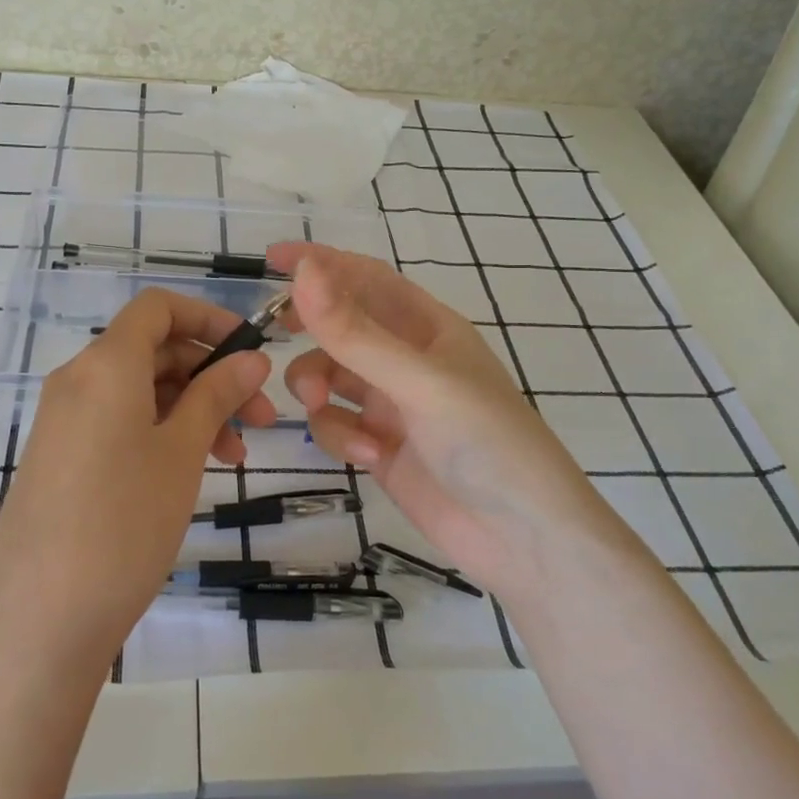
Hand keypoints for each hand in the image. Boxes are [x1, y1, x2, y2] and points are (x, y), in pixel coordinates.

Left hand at [0, 288, 275, 671]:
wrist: (37, 621)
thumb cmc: (123, 522)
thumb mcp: (181, 453)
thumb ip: (216, 395)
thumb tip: (251, 358)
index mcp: (105, 363)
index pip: (158, 308)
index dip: (208, 318)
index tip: (251, 351)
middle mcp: (77, 379)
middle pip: (152, 350)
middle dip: (211, 373)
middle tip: (260, 417)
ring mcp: (64, 421)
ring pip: (139, 391)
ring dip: (191, 408)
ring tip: (235, 455)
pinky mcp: (60, 458)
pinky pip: (117, 422)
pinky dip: (160, 432)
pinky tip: (191, 470)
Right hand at [269, 242, 613, 600]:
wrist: (525, 540)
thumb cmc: (486, 442)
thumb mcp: (418, 381)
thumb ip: (355, 332)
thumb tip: (304, 272)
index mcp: (428, 327)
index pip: (367, 278)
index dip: (323, 263)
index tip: (272, 258)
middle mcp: (407, 360)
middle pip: (342, 326)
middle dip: (311, 327)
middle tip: (275, 330)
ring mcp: (392, 406)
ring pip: (330, 377)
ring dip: (316, 385)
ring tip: (319, 404)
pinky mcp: (380, 448)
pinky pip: (337, 425)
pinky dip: (340, 435)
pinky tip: (368, 455)